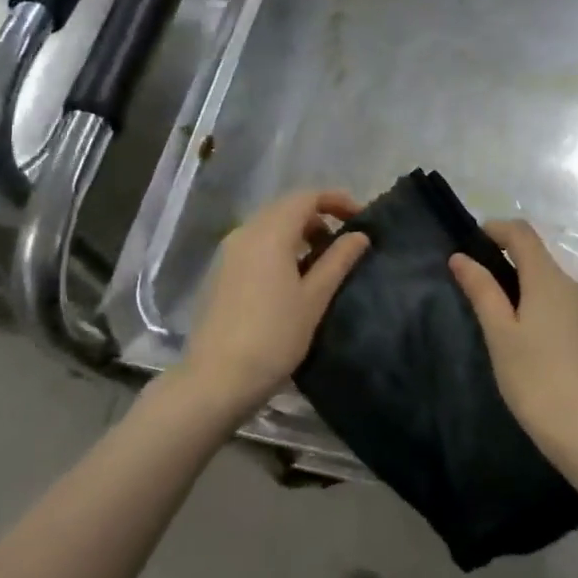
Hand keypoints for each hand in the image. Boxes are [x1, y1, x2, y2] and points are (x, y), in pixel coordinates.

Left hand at [178, 189, 368, 422]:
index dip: (337, 200)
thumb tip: (359, 235)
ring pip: (270, 225)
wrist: (216, 380)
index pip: (307, 196)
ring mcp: (229, 252)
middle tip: (343, 242)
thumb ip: (338, 260)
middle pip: (287, 207)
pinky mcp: (220, 271)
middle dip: (319, 216)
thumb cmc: (274, 337)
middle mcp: (246, 232)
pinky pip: (255, 243)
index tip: (360, 218)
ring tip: (321, 261)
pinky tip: (291, 277)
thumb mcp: (314, 298)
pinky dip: (279, 246)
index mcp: (270, 232)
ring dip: (299, 232)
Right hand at [450, 220, 577, 467]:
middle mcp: (574, 285)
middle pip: (537, 258)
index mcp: (549, 278)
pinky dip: (542, 308)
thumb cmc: (537, 381)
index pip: (522, 233)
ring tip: (499, 322)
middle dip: (506, 262)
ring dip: (524, 288)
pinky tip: (529, 343)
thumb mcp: (500, 335)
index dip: (495, 229)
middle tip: (477, 290)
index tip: (471, 244)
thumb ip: (482, 290)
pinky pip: (564, 306)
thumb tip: (461, 257)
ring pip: (551, 284)